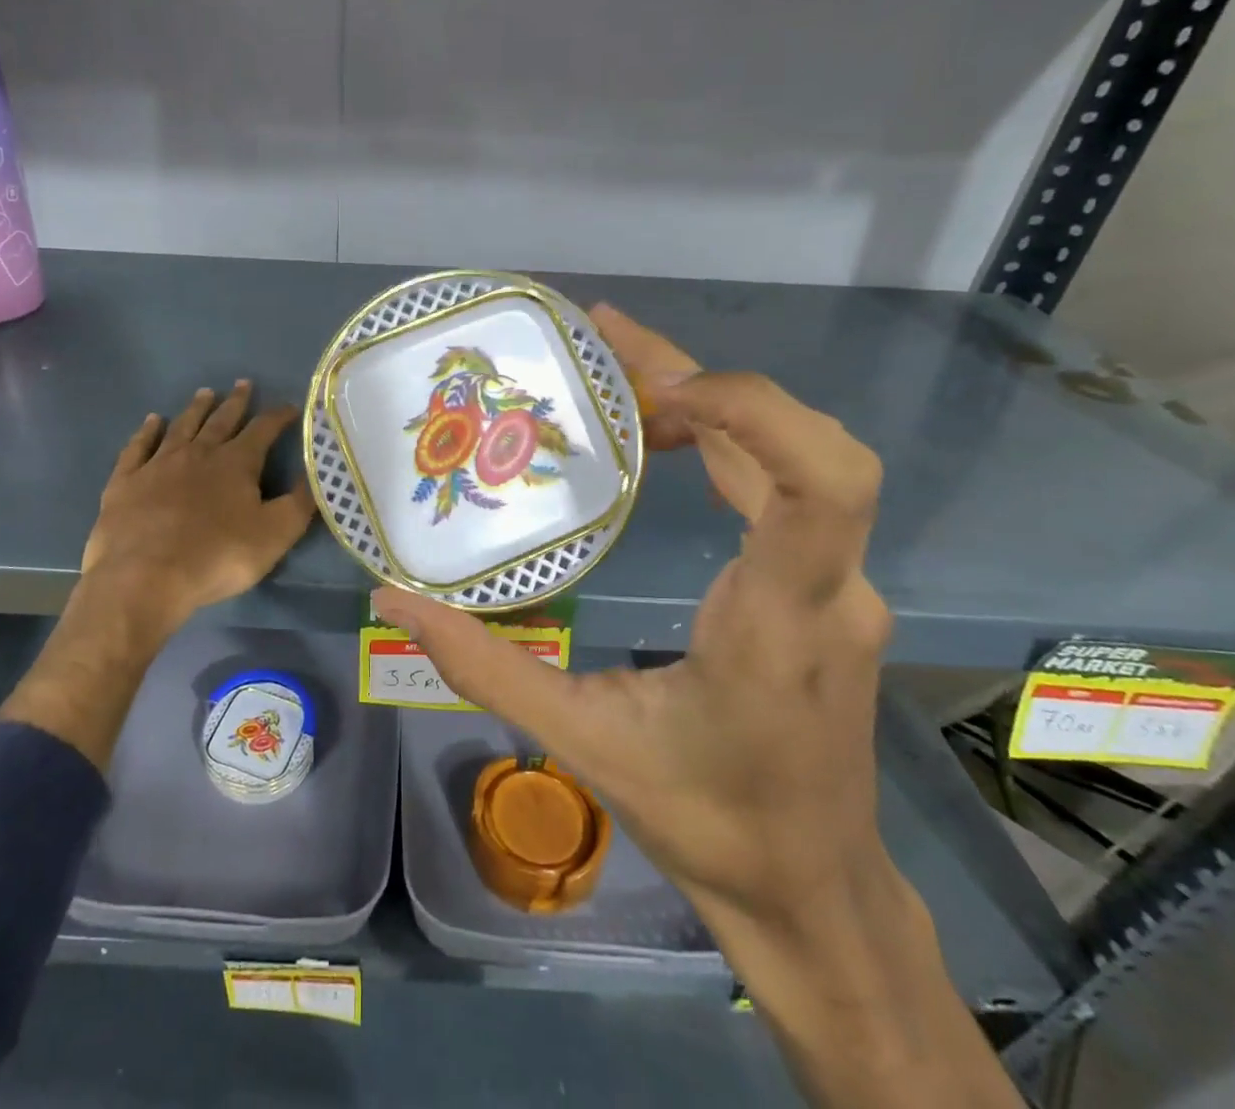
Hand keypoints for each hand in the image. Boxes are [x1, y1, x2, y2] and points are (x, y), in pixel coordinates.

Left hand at [80, 380, 315, 647]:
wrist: (144, 577)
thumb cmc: (216, 557)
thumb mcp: (274, 535)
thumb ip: (299, 504)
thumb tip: (315, 475)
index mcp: (236, 462)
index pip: (263, 429)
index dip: (278, 416)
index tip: (289, 406)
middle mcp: (198, 452)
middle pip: (221, 420)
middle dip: (236, 402)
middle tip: (243, 383)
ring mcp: (158, 464)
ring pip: (182, 426)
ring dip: (196, 409)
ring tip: (205, 393)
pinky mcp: (126, 481)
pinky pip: (138, 447)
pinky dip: (147, 431)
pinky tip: (152, 421)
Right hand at [371, 328, 890, 923]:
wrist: (811, 890)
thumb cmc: (705, 820)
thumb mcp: (581, 741)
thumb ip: (484, 667)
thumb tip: (394, 604)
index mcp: (777, 623)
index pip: (821, 484)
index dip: (753, 409)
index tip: (661, 389)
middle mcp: (829, 589)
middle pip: (805, 447)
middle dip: (706, 380)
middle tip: (607, 344)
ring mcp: (840, 586)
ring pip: (796, 459)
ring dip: (715, 404)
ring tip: (623, 382)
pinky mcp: (827, 588)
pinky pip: (788, 488)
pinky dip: (728, 441)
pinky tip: (664, 440)